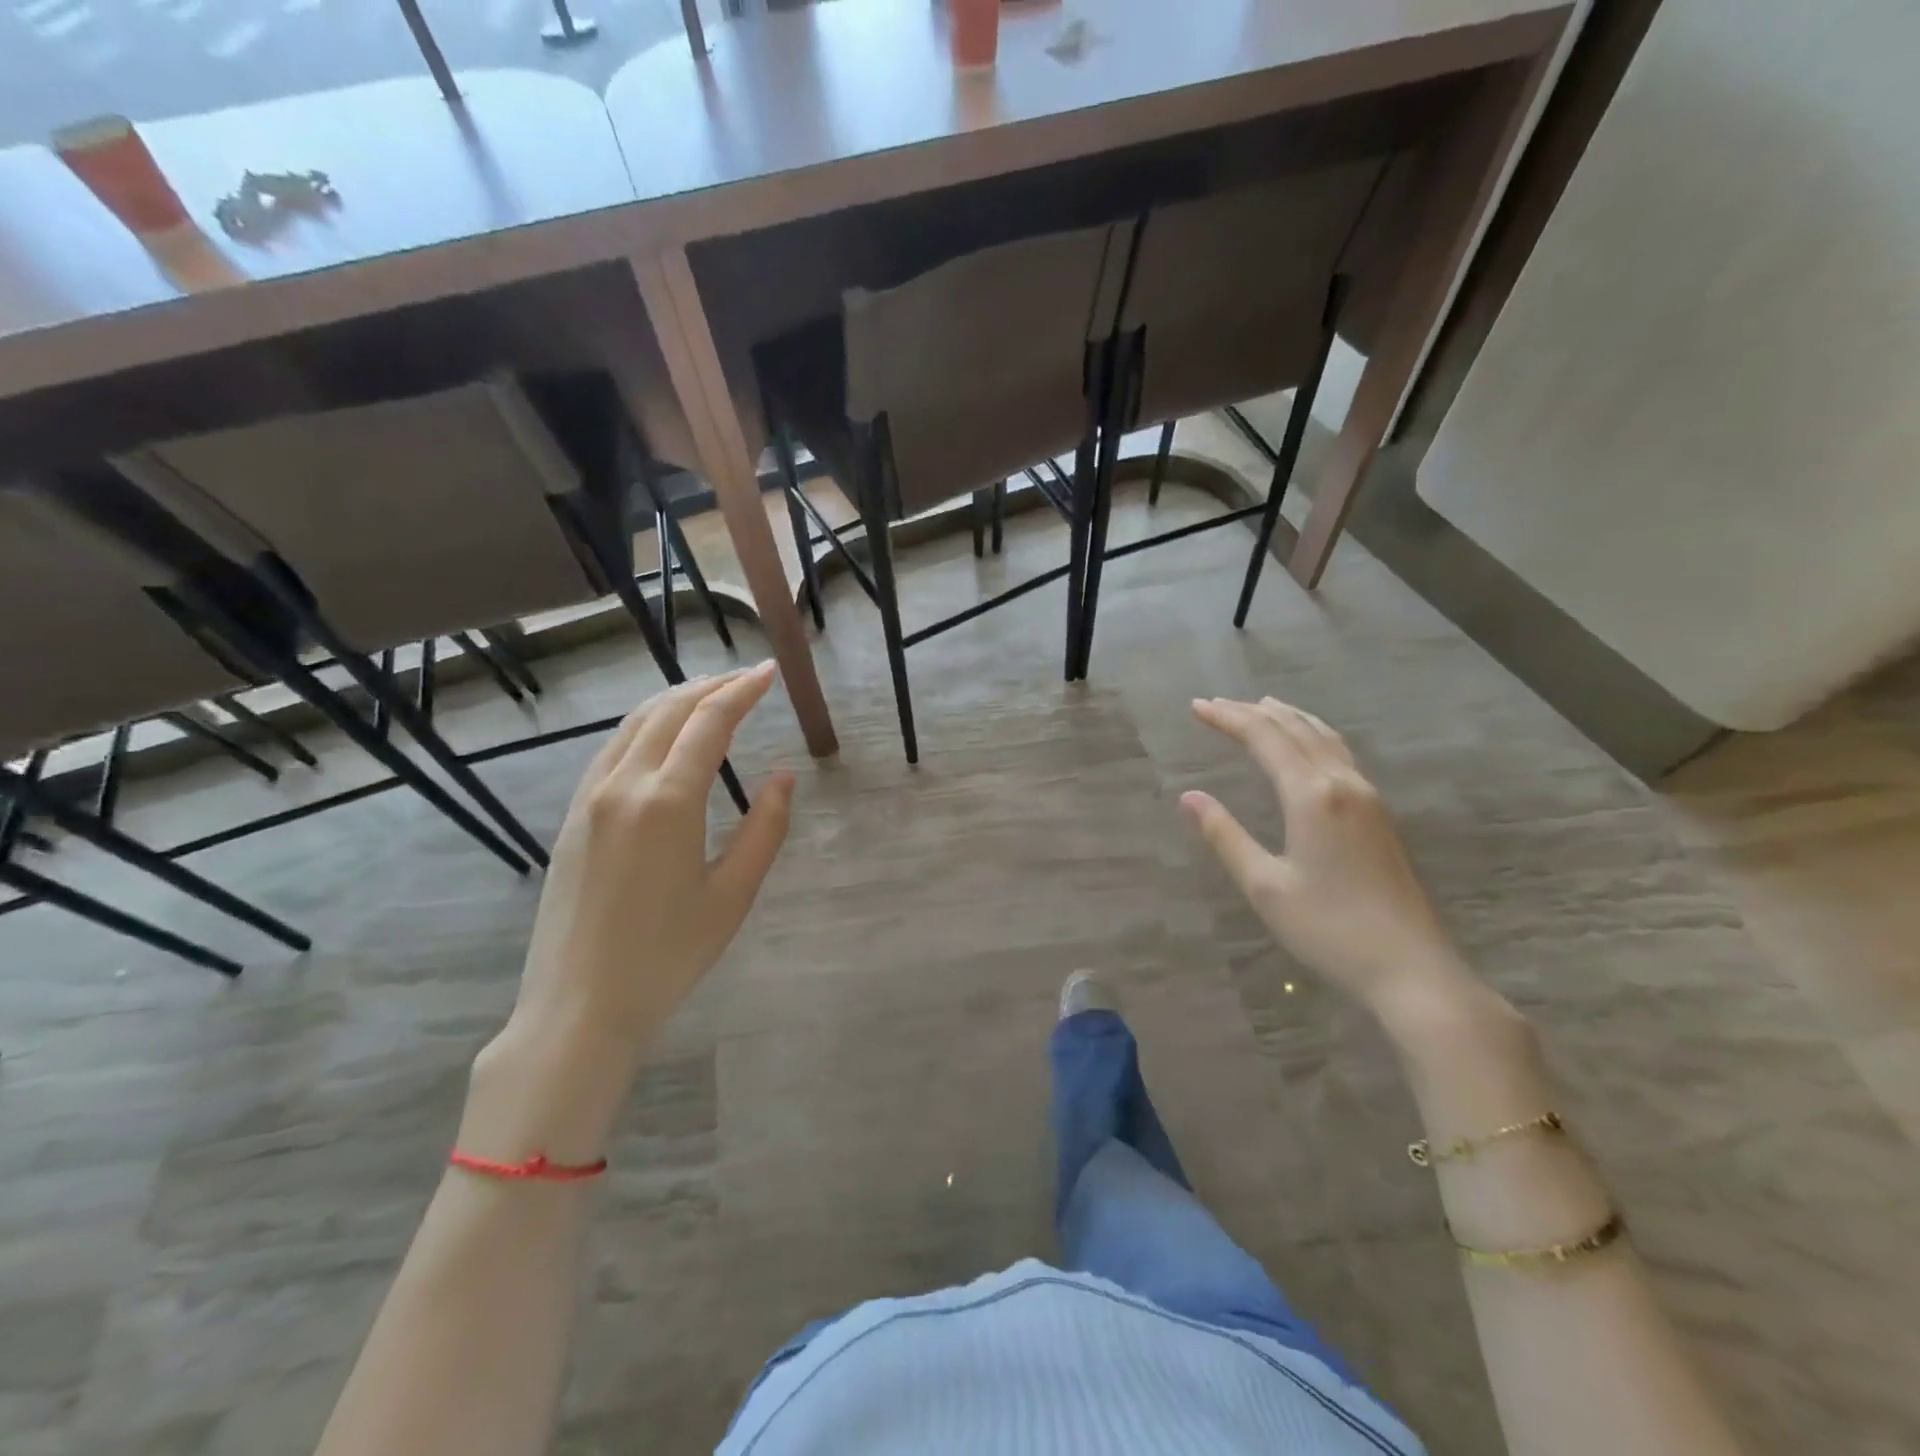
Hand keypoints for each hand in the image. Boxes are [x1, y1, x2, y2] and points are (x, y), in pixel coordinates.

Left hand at [465, 664, 793, 1161]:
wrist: (579, 1006)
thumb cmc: (668, 956)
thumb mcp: (732, 896)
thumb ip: (764, 829)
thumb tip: (783, 778)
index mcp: (667, 802)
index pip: (709, 723)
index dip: (742, 691)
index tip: (769, 672)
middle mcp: (623, 785)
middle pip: (669, 711)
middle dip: (711, 686)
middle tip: (747, 679)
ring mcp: (590, 798)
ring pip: (634, 724)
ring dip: (676, 700)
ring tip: (711, 696)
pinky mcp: (573, 817)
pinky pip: (612, 749)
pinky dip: (646, 726)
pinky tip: (663, 737)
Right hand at [1180, 696, 1464, 1015]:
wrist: (1412, 968)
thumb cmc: (1329, 929)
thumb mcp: (1264, 886)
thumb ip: (1225, 836)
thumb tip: (1189, 797)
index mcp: (1312, 795)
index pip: (1264, 738)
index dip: (1228, 719)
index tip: (1196, 707)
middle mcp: (1342, 783)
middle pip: (1295, 729)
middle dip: (1253, 712)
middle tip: (1216, 704)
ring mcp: (1368, 797)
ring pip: (1323, 737)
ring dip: (1288, 717)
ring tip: (1262, 706)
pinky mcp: (1379, 814)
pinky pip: (1340, 754)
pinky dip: (1313, 735)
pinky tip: (1308, 745)